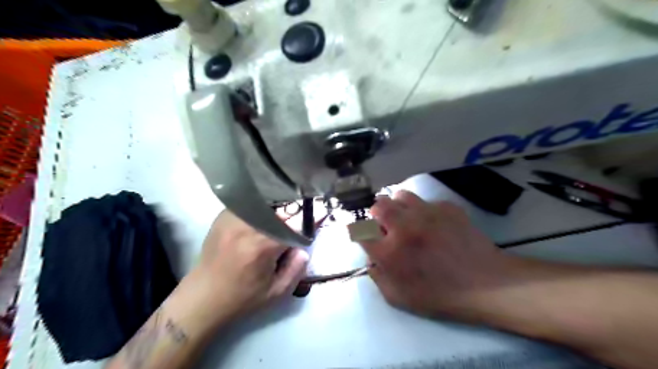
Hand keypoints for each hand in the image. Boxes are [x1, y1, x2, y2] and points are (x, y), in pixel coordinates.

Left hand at [186, 209, 306, 326]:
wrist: (202, 298)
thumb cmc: (242, 299)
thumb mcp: (276, 292)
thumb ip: (296, 269)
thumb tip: (303, 248)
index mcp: (263, 246)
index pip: (294, 225)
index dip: (308, 223)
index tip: (318, 219)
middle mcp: (248, 227)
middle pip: (280, 211)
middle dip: (291, 217)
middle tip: (293, 227)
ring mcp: (233, 219)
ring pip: (265, 205)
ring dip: (276, 212)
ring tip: (277, 224)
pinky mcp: (223, 218)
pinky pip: (249, 205)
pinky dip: (259, 209)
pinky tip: (261, 220)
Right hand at [359, 190, 513, 319]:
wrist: (487, 284)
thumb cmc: (441, 296)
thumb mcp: (400, 298)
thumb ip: (378, 277)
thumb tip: (371, 259)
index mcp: (390, 252)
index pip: (360, 230)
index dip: (356, 230)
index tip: (361, 232)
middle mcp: (404, 227)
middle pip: (377, 205)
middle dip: (375, 213)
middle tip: (384, 224)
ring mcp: (426, 213)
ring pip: (400, 195)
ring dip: (397, 206)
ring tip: (406, 218)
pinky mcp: (446, 207)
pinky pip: (425, 201)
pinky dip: (422, 209)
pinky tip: (432, 223)